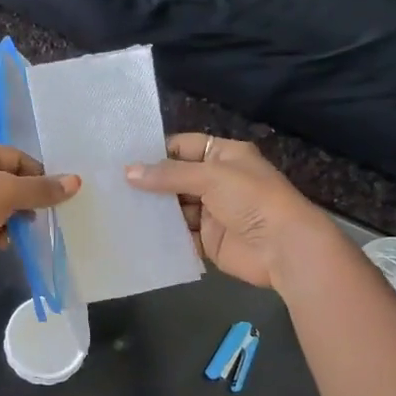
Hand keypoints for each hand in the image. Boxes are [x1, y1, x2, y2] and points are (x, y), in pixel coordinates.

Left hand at [0, 141, 79, 298]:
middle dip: (23, 198)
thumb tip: (75, 181)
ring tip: (20, 232)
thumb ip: (42, 189)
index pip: (15, 156)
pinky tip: (0, 244)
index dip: (38, 175)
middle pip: (2, 179)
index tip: (54, 197)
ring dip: (8, 216)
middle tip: (39, 216)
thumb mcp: (9, 195)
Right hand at [126, 134, 336, 289]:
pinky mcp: (209, 240)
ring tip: (116, 208)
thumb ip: (168, 174)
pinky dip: (163, 234)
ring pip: (176, 207)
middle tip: (111, 185)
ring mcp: (213, 212)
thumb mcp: (211, 177)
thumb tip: (128, 172)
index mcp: (224, 155)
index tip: (122, 158)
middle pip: (176, 178)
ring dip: (153, 209)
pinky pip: (180, 234)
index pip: (184, 147)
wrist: (285, 248)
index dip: (156, 151)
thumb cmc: (252, 200)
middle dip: (149, 182)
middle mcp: (218, 181)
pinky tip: (135, 232)